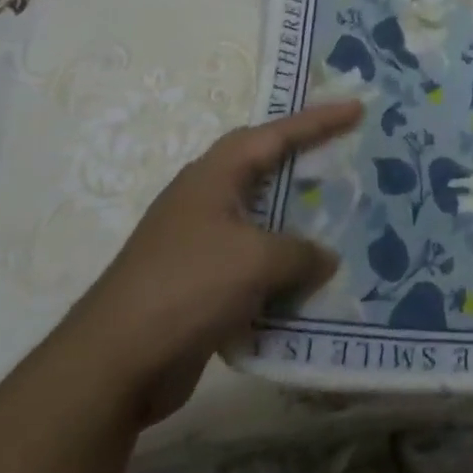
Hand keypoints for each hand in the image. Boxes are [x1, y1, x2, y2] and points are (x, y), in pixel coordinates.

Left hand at [65, 102, 359, 425]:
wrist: (115, 363)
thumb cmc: (188, 287)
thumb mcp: (256, 260)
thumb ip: (301, 253)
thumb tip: (325, 259)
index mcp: (215, 176)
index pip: (275, 135)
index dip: (318, 120)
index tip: (356, 108)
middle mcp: (206, 201)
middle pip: (265, 171)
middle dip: (306, 166)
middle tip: (348, 160)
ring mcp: (199, 244)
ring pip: (261, 222)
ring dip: (297, 226)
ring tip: (340, 223)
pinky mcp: (199, 285)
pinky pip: (252, 267)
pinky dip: (281, 272)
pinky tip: (311, 286)